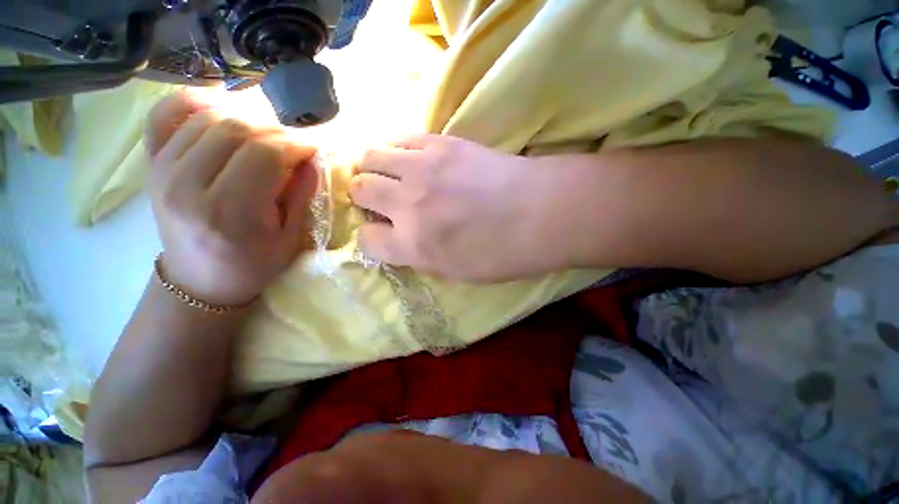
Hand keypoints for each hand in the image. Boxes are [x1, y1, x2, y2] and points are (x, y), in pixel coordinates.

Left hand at [144, 91, 317, 304]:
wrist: (200, 280)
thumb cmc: (253, 265)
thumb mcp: (292, 237)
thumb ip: (302, 194)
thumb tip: (311, 157)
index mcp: (230, 213)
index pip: (265, 155)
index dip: (296, 144)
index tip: (314, 148)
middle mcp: (188, 186)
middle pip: (236, 129)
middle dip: (276, 130)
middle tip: (294, 145)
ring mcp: (162, 171)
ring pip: (207, 118)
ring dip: (246, 118)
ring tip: (267, 136)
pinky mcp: (151, 164)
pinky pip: (164, 115)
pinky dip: (192, 101)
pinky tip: (218, 107)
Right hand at [349, 134, 556, 281]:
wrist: (541, 211)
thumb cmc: (503, 253)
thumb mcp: (455, 272)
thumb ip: (418, 255)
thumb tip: (397, 237)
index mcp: (413, 245)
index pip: (366, 239)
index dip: (372, 237)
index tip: (383, 234)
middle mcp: (408, 204)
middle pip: (358, 189)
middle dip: (363, 197)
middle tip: (380, 200)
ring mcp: (423, 168)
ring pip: (369, 156)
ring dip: (372, 168)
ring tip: (387, 175)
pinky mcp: (441, 142)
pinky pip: (400, 138)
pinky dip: (395, 150)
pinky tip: (408, 159)